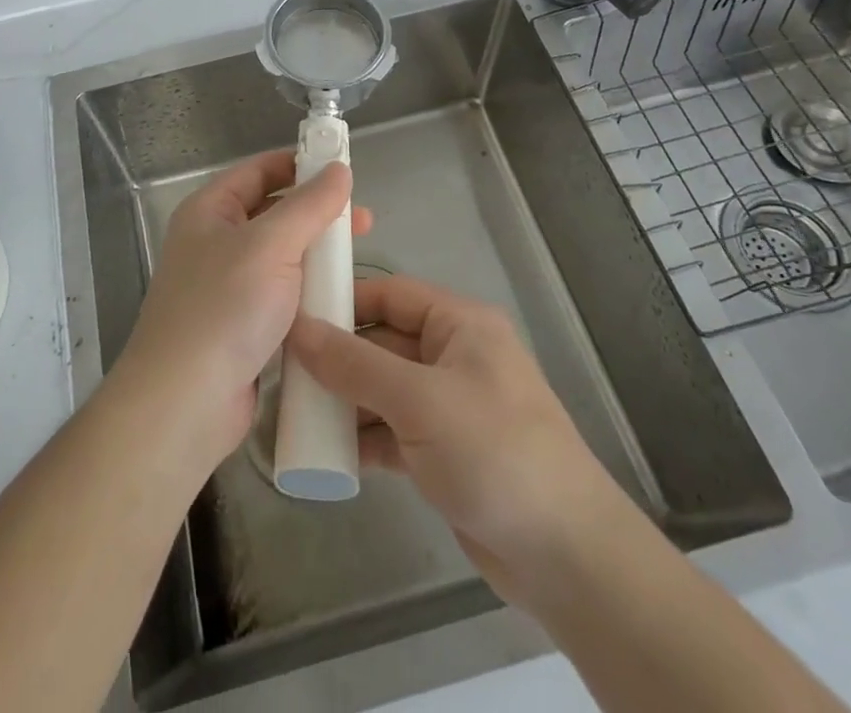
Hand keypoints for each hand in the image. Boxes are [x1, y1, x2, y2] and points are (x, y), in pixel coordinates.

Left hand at [111, 151, 368, 475]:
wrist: (185, 405)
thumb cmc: (224, 309)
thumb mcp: (271, 245)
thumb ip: (309, 205)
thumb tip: (339, 169)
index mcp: (210, 211)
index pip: (258, 171)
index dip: (298, 165)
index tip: (342, 170)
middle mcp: (215, 243)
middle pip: (273, 213)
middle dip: (318, 214)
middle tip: (364, 222)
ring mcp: (227, 288)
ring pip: (282, 258)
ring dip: (317, 256)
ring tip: (359, 261)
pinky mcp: (242, 328)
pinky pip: (282, 297)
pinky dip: (309, 293)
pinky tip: (340, 300)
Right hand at [287, 274, 616, 603]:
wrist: (567, 556)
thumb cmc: (494, 452)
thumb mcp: (419, 401)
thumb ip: (355, 364)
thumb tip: (298, 329)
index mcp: (459, 325)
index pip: (390, 294)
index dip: (344, 301)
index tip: (293, 315)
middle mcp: (453, 356)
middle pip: (383, 342)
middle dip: (337, 357)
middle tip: (283, 372)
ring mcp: (449, 406)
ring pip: (384, 389)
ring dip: (345, 401)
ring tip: (294, 413)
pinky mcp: (444, 452)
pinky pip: (393, 430)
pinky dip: (363, 438)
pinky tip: (326, 453)